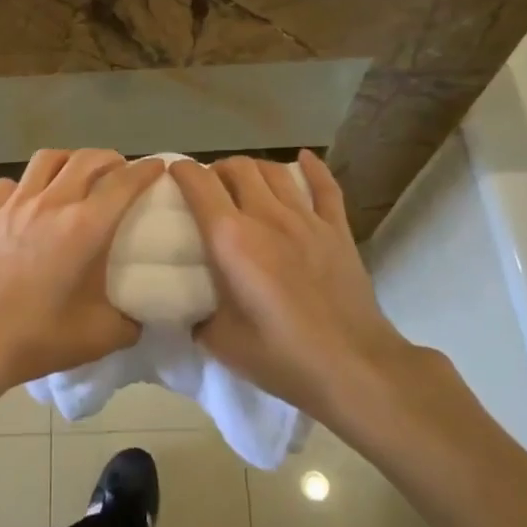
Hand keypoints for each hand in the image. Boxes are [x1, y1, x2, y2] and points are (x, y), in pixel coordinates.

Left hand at [0, 149, 165, 395]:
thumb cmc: (38, 336)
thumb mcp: (100, 337)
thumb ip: (130, 322)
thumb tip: (140, 316)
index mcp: (85, 226)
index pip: (124, 183)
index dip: (146, 170)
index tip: (158, 167)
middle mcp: (52, 203)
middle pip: (87, 158)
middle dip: (111, 159)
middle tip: (120, 172)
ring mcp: (15, 204)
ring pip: (48, 159)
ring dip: (70, 161)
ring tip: (77, 176)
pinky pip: (10, 183)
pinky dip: (25, 185)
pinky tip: (28, 202)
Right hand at [172, 151, 409, 425]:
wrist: (352, 367)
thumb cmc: (281, 356)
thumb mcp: (220, 342)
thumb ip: (199, 316)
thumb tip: (193, 309)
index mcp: (231, 239)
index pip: (199, 185)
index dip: (182, 172)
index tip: (173, 173)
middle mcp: (266, 216)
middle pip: (238, 168)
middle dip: (218, 169)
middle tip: (210, 186)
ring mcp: (306, 219)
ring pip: (275, 171)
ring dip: (254, 168)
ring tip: (246, 180)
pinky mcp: (337, 230)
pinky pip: (325, 186)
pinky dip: (312, 168)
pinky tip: (304, 159)